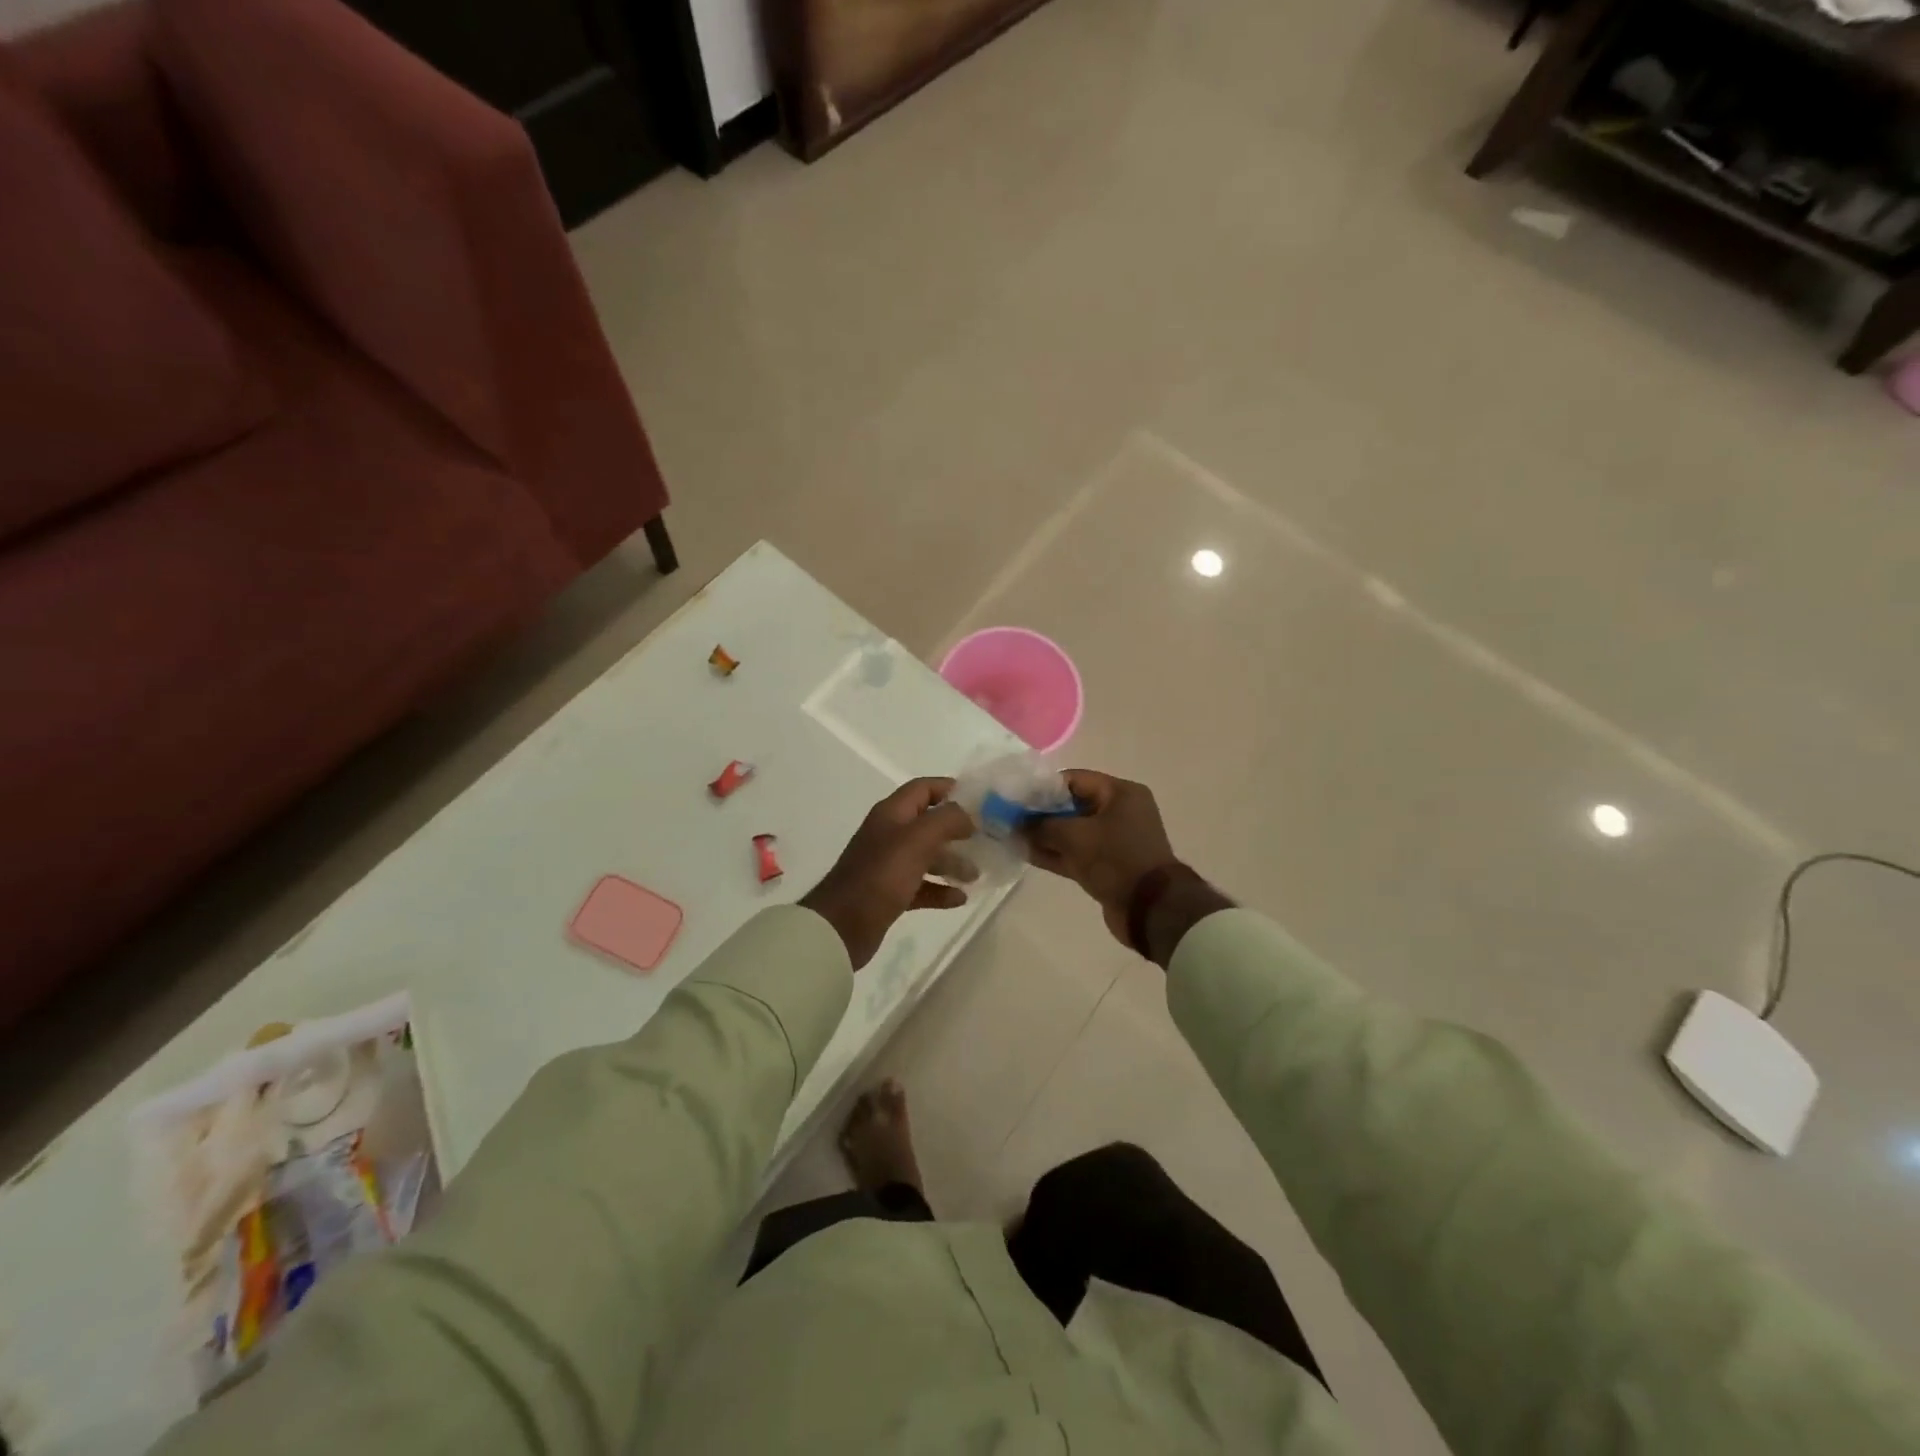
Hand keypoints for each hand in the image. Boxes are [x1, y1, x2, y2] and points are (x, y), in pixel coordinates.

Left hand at [801, 777, 977, 968]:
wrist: (842, 925)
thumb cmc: (881, 875)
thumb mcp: (918, 839)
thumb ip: (947, 819)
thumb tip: (968, 814)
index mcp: (892, 814)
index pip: (923, 789)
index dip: (950, 789)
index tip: (980, 800)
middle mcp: (889, 834)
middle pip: (929, 824)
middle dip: (957, 831)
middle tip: (985, 841)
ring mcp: (888, 864)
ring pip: (927, 856)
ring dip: (952, 862)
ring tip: (976, 875)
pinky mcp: (889, 893)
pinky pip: (921, 885)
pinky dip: (940, 889)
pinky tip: (959, 899)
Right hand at [1025, 771, 1178, 945]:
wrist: (1150, 909)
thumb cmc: (1116, 859)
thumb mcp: (1075, 836)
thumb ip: (1042, 825)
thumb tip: (1017, 822)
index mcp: (1120, 793)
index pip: (1074, 779)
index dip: (1042, 788)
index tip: (1015, 797)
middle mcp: (1119, 812)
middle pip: (1071, 805)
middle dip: (1040, 813)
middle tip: (1009, 818)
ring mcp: (1113, 840)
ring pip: (1072, 832)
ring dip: (1044, 835)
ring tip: (1011, 836)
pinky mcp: (1107, 865)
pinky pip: (1076, 852)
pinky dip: (1054, 853)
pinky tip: (1025, 853)